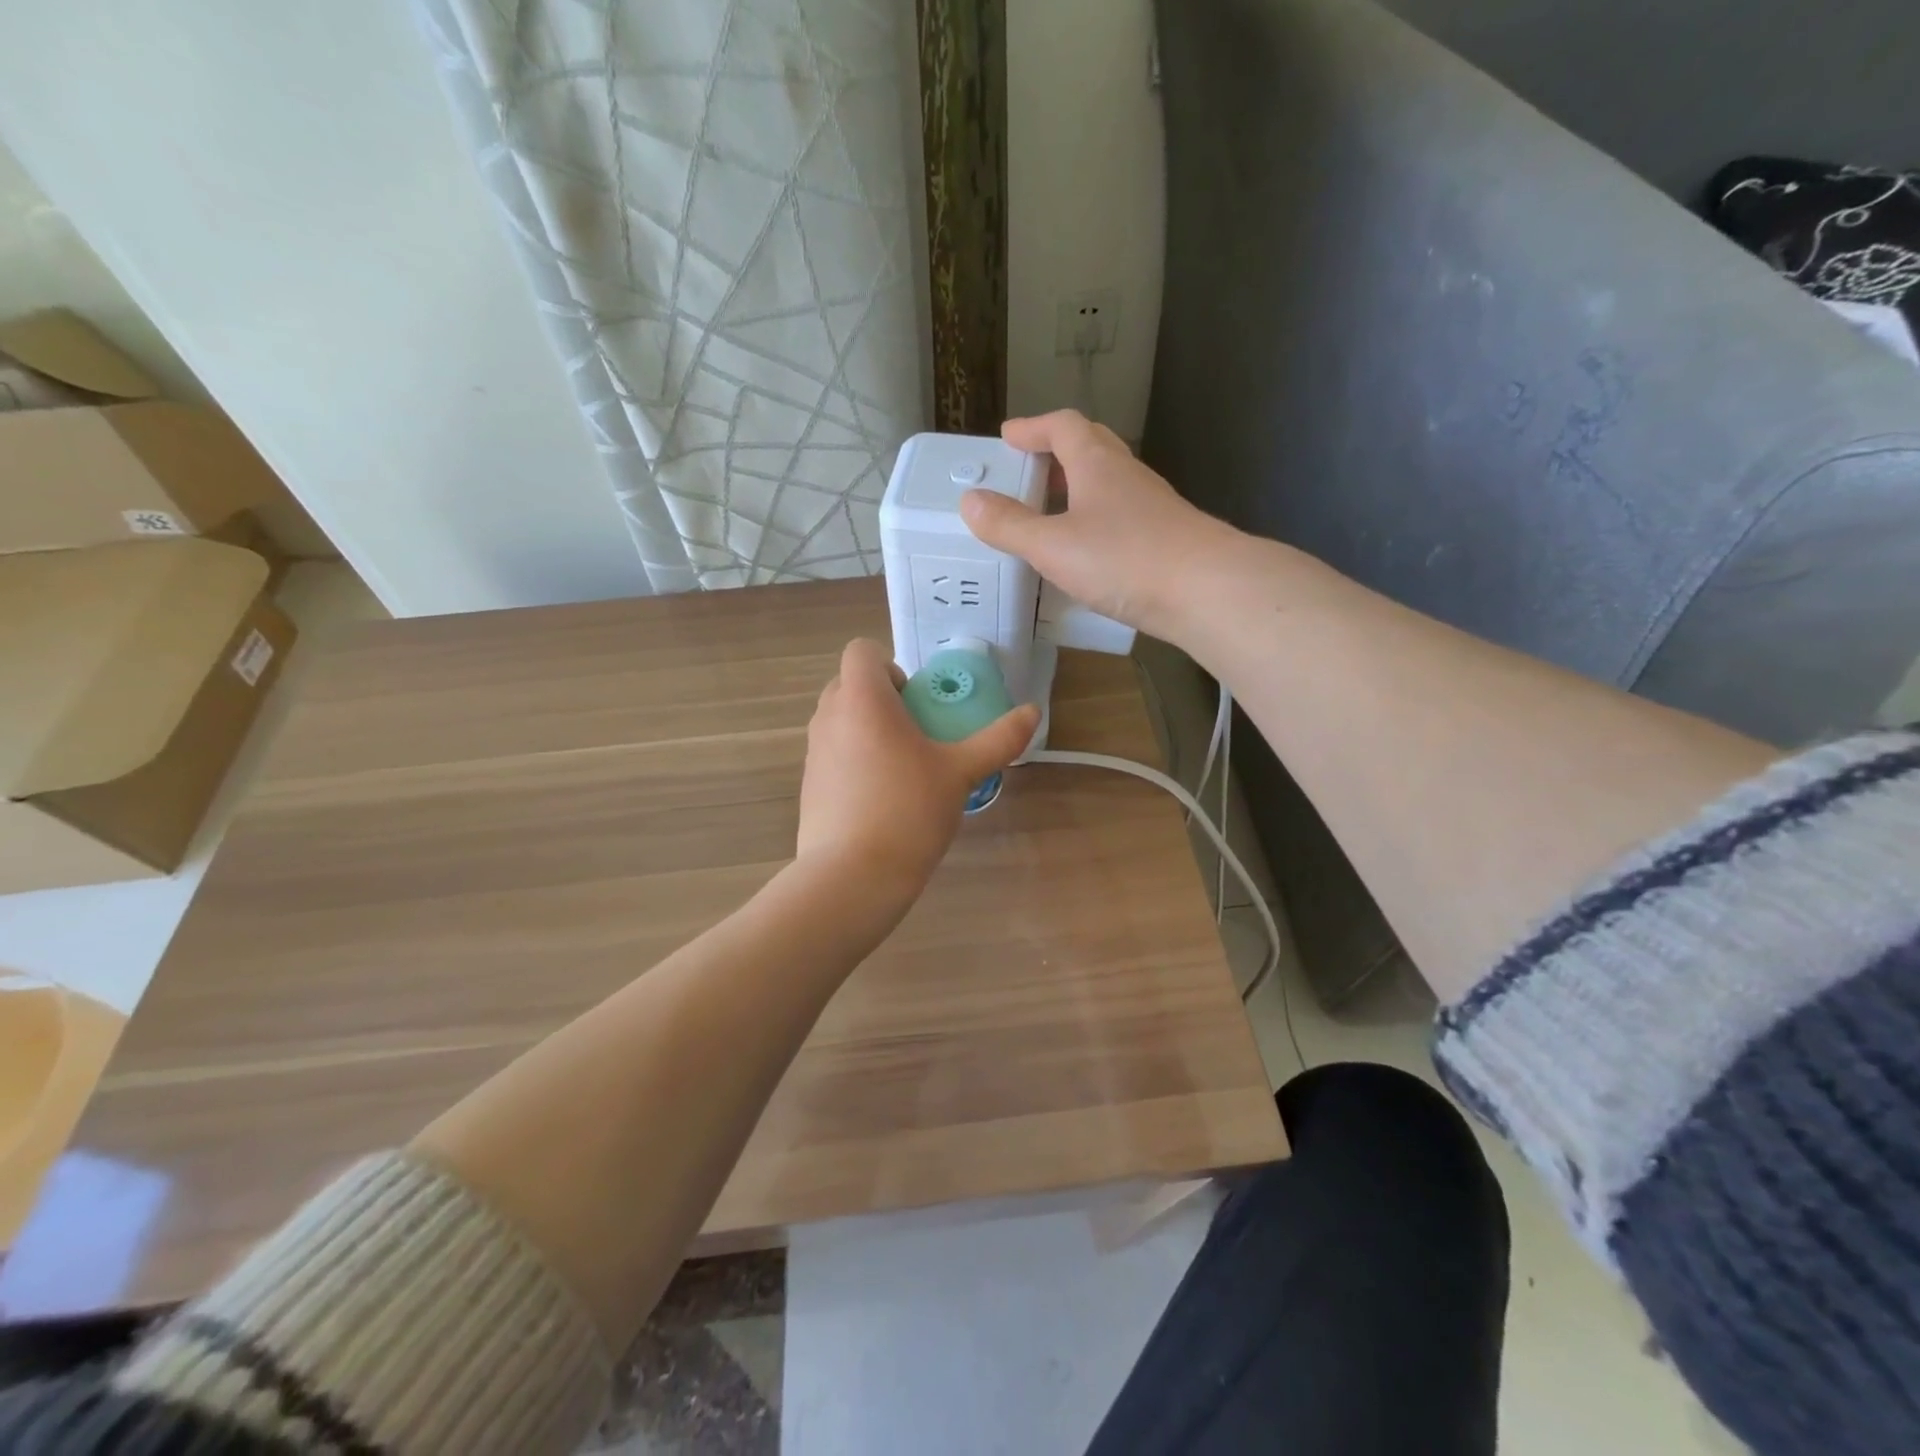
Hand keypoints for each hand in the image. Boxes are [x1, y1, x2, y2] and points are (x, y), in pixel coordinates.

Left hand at [797, 639, 1039, 895]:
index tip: (916, 701)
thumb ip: (998, 739)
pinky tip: (879, 799)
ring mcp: (813, 751)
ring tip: (902, 767)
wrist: (852, 876)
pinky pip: (831, 754)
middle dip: (882, 699)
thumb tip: (1033, 712)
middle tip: (917, 732)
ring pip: (839, 720)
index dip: (890, 666)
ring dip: (867, 729)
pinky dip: (852, 761)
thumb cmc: (908, 810)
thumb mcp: (961, 772)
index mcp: (862, 699)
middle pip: (849, 684)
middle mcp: (829, 716)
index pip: (862, 651)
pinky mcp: (807, 784)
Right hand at [959, 410, 1241, 642]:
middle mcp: (1126, 475)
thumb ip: (1009, 525)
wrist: (1206, 590)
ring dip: (1077, 488)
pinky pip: (1121, 514)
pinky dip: (1095, 519)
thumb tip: (969, 501)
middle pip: (1090, 446)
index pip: (1063, 426)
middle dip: (1056, 453)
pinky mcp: (1165, 535)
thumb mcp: (1053, 545)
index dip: (1033, 428)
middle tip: (1028, 471)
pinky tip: (1086, 550)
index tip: (1008, 437)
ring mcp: (1151, 505)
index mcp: (1096, 463)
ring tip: (1050, 513)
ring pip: (1108, 482)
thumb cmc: (1125, 559)